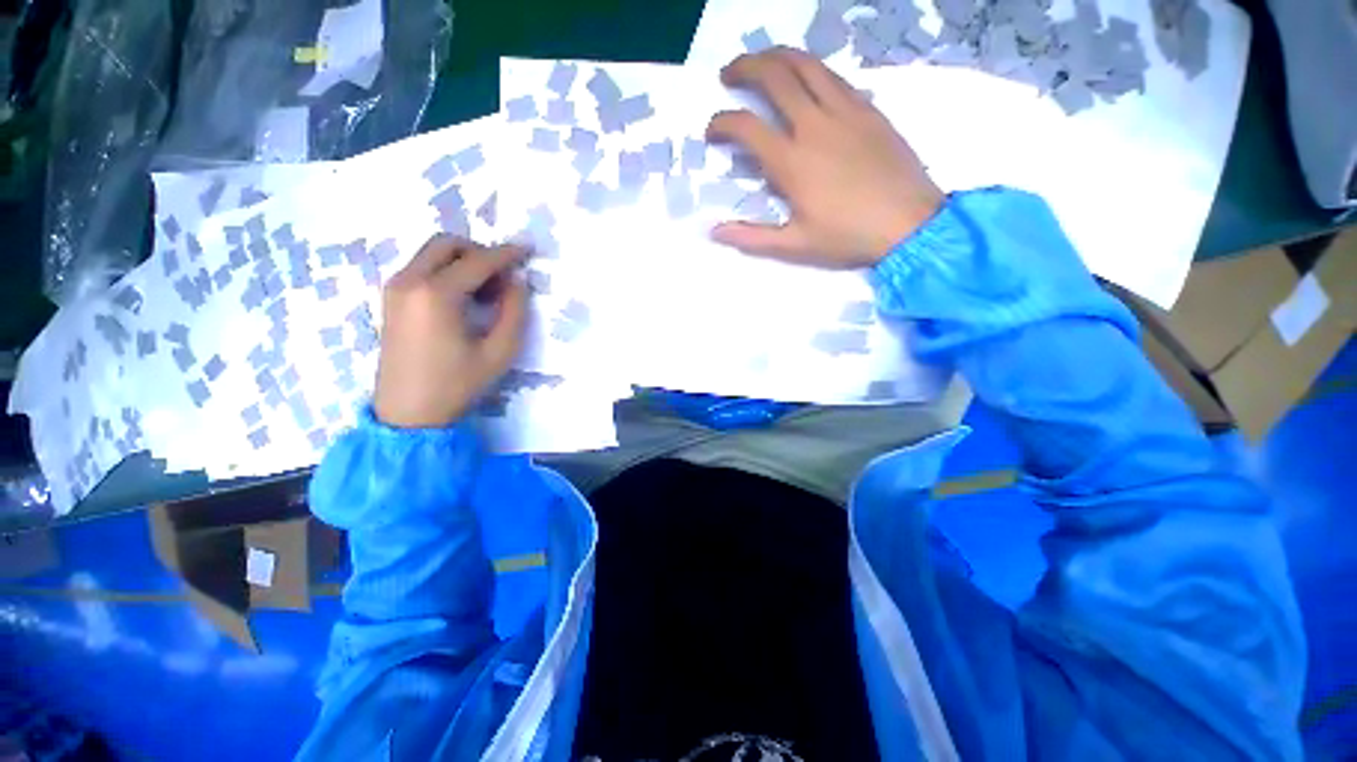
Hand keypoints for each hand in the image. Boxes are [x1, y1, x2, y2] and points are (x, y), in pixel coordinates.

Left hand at [374, 236, 528, 428]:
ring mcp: (395, 288)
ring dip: (463, 261)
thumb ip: (514, 311)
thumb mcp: (499, 351)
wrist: (408, 413)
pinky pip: (422, 268)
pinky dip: (446, 271)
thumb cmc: (457, 384)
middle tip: (503, 278)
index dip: (507, 254)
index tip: (528, 251)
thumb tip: (517, 282)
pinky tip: (463, 299)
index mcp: (436, 294)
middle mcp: (410, 281)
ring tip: (486, 293)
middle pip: (448, 244)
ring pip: (432, 253)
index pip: (478, 260)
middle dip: (481, 252)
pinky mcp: (391, 299)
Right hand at [707, 47, 943, 267]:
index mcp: (792, 163)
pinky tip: (805, 80)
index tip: (712, 131)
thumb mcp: (794, 245)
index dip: (721, 123)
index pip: (746, 127)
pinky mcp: (868, 108)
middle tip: (728, 75)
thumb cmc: (847, 237)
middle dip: (744, 68)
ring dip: (777, 56)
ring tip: (762, 62)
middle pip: (774, 76)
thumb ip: (751, 237)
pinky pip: (834, 77)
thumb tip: (714, 232)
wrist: (909, 223)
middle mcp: (814, 125)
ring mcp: (845, 111)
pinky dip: (811, 70)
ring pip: (806, 65)